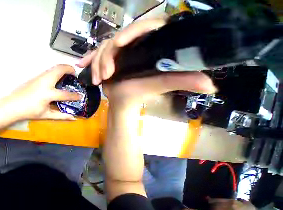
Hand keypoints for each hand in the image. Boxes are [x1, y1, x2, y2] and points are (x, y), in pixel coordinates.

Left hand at [7, 65, 81, 120]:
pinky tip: (56, 79)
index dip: (74, 96)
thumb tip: (73, 118)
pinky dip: (56, 71)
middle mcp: (45, 82)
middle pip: (60, 69)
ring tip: (67, 75)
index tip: (80, 96)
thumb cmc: (30, 112)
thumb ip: (61, 116)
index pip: (65, 94)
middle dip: (70, 69)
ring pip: (54, 67)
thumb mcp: (46, 115)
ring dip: (63, 69)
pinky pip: (49, 70)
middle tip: (75, 75)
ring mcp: (40, 77)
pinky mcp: (36, 76)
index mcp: (48, 94)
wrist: (13, 105)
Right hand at [77, 19, 216, 107]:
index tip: (118, 44)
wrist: (123, 101)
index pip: (144, 26)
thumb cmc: (140, 93)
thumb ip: (183, 81)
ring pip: (103, 48)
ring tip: (97, 81)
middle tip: (105, 75)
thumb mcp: (161, 85)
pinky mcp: (106, 59)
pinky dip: (87, 59)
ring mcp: (118, 51)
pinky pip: (94, 55)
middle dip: (106, 56)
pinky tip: (80, 64)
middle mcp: (133, 44)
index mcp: (150, 44)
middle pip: (116, 38)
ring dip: (97, 64)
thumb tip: (212, 85)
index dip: (131, 31)